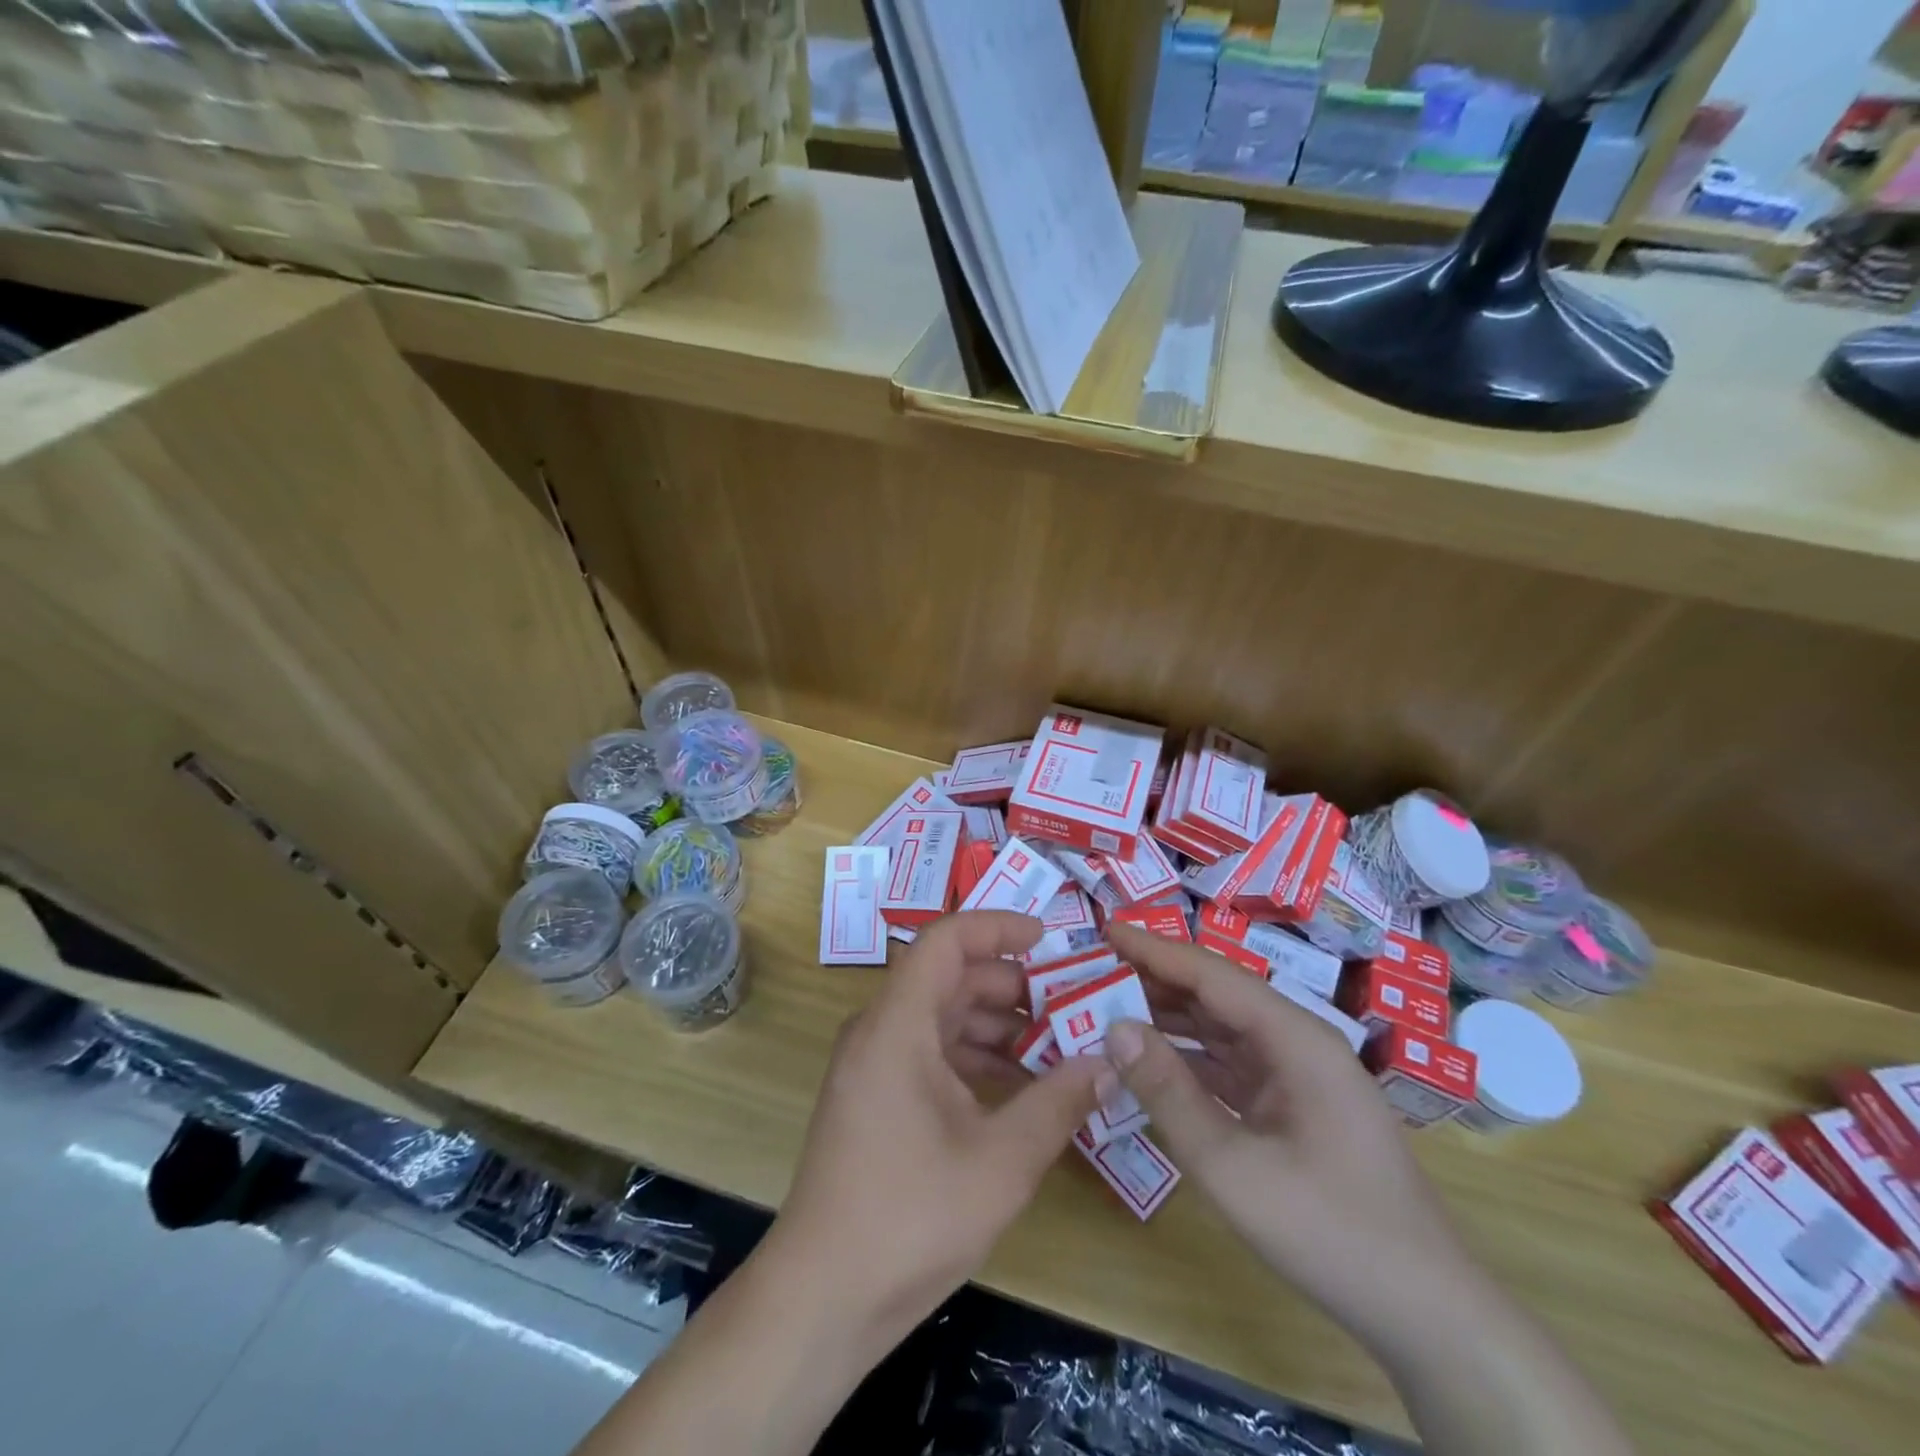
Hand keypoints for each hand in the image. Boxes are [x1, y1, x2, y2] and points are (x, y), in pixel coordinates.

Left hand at [765, 911, 1103, 1353]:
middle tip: (1072, 1004)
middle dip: (1013, 986)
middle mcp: (879, 1030)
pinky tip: (1022, 1089)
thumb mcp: (1001, 1162)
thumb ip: (1058, 1103)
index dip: (997, 928)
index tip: (1050, 939)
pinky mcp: (876, 1096)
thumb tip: (1107, 1062)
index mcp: (898, 1025)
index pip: (946, 941)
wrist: (823, 1298)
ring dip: (999, 1026)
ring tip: (1060, 1048)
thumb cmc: (910, 1218)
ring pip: (943, 1017)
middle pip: (950, 978)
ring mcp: (874, 1064)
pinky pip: (931, 1053)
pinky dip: (976, 1058)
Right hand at [1102, 922, 1482, 1344]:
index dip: (1154, 949)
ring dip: (1167, 1019)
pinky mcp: (1291, 1104)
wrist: (1425, 1311)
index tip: (1102, 930)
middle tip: (1090, 972)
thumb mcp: (1234, 1167)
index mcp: (1294, 1037)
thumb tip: (1113, 1028)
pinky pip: (1229, 1065)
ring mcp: (1296, 1073)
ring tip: (1106, 1008)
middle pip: (1215, 993)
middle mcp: (1296, 1041)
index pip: (1211, 973)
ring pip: (1220, 1028)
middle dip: (1153, 980)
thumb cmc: (1330, 1231)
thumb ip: (1169, 1093)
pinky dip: (1186, 1059)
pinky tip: (1147, 1062)